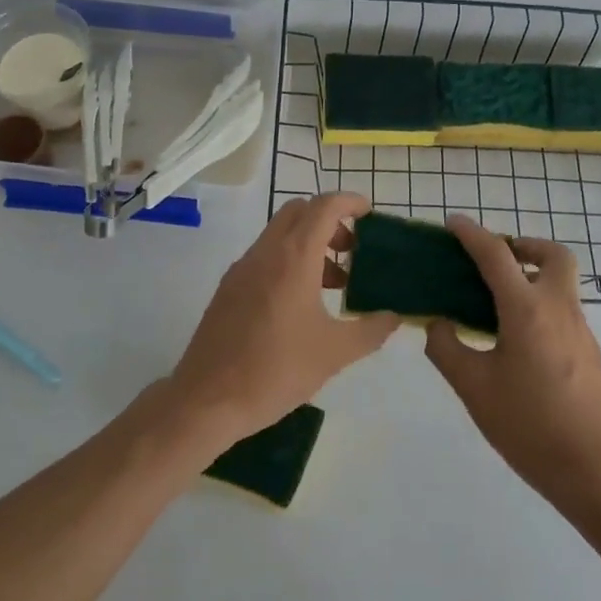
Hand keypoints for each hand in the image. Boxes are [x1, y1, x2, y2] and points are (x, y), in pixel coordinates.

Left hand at [165, 192, 399, 446]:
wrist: (207, 399)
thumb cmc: (276, 370)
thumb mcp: (334, 353)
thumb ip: (370, 330)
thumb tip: (393, 317)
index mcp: (293, 257)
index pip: (324, 206)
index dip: (350, 201)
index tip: (370, 214)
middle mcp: (265, 252)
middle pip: (299, 212)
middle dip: (329, 221)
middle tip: (351, 251)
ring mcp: (242, 268)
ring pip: (280, 234)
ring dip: (309, 244)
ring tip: (333, 285)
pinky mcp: (228, 288)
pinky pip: (264, 257)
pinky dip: (288, 262)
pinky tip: (300, 305)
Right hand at [424, 215, 600, 512]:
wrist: (593, 470)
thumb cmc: (528, 425)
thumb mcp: (473, 388)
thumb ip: (447, 348)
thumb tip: (438, 324)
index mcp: (527, 310)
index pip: (496, 255)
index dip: (472, 234)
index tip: (453, 223)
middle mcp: (558, 308)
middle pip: (553, 255)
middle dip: (524, 245)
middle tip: (495, 259)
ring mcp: (580, 329)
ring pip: (561, 282)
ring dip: (532, 275)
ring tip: (496, 301)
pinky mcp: (589, 351)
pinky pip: (562, 308)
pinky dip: (539, 303)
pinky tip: (516, 338)